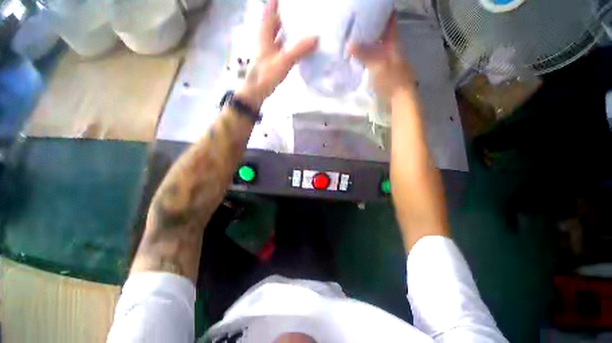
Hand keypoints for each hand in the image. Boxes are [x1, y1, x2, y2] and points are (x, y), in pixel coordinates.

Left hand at [237, 0, 317, 108]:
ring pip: (279, 34)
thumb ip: (299, 50)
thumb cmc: (266, 73)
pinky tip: (298, 45)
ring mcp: (268, 48)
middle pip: (275, 20)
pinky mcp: (272, 58)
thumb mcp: (284, 60)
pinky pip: (281, 46)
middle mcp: (265, 37)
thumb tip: (316, 38)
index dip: (278, 2)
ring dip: (288, 29)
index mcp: (264, 32)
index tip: (292, 0)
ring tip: (303, 25)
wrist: (257, 91)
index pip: (270, 9)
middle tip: (302, 12)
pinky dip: (289, 43)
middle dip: (287, 14)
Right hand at [348, 14, 415, 102]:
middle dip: (369, 27)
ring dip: (365, 41)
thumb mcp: (379, 65)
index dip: (382, 12)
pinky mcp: (381, 69)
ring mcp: (386, 59)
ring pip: (375, 45)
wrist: (399, 98)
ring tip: (351, 37)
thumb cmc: (392, 80)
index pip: (389, 21)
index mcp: (393, 42)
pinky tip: (355, 55)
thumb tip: (348, 45)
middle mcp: (390, 48)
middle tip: (354, 24)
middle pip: (380, 33)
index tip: (369, 7)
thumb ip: (365, 55)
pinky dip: (364, 55)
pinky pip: (372, 57)